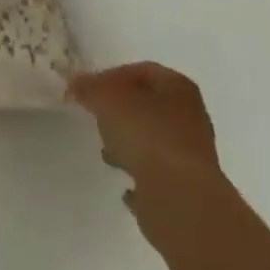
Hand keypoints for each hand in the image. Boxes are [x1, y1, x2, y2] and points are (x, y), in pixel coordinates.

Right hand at [68, 61, 224, 238]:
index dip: (111, 76)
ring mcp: (193, 156)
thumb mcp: (105, 98)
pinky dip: (143, 176)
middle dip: (121, 111)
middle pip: (149, 106)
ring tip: (106, 153)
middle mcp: (192, 117)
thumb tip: (76, 84)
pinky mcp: (189, 191)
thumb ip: (88, 87)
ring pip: (154, 141)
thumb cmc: (145, 133)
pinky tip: (125, 186)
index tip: (90, 90)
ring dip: (130, 144)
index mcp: (178, 87)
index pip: (141, 70)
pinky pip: (160, 176)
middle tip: (97, 118)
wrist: (180, 199)